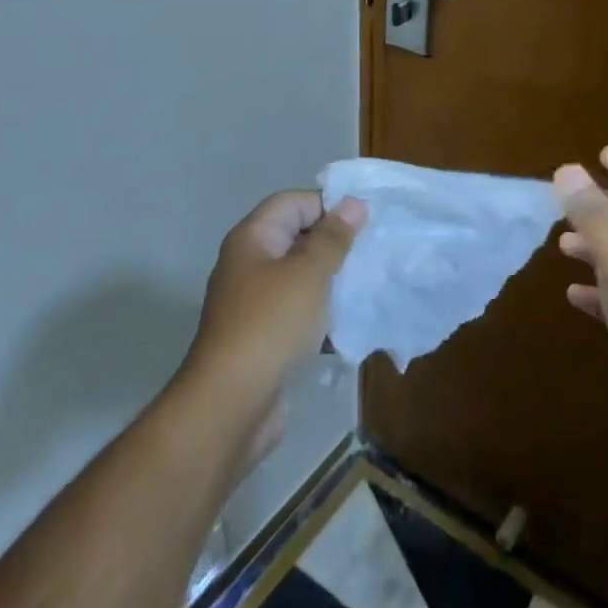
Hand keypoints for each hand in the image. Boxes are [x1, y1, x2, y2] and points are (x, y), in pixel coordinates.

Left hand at [183, 190, 365, 454]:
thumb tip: (353, 203)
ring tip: (369, 284)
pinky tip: (352, 323)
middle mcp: (250, 265)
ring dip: (333, 281)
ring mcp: (255, 303)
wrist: (233, 404)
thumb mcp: (309, 273)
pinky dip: (323, 314)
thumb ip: (333, 237)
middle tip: (374, 252)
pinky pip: (299, 313)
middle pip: (297, 238)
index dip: (327, 205)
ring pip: (301, 278)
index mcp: (253, 239)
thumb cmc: (272, 324)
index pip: (292, 203)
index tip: (365, 222)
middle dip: (335, 244)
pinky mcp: (265, 337)